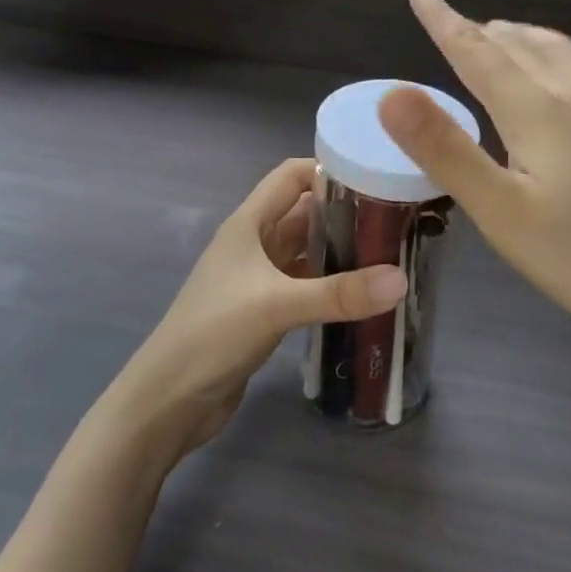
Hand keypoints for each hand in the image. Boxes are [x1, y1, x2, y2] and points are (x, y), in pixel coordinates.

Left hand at [105, 159, 407, 457]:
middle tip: (395, 220)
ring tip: (389, 253)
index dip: (328, 171)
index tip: (375, 179)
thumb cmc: (213, 334)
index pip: (290, 177)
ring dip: (340, 250)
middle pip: (303, 213)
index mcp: (248, 224)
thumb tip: (401, 280)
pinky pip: (304, 284)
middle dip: (344, 212)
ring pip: (306, 250)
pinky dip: (330, 284)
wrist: (169, 400)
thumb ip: (339, 293)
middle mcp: (253, 244)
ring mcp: (257, 279)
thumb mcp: (277, 305)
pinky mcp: (263, 310)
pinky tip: (362, 294)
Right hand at [379, 0, 570, 358]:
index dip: (444, 21)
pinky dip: (555, 56)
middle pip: (517, 45)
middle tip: (444, 25)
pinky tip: (562, 74)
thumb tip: (392, 92)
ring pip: (555, 50)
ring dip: (517, 37)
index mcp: (537, 109)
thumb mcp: (500, 212)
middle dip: (477, 30)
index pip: (478, 52)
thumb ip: (445, 150)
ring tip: (494, 38)